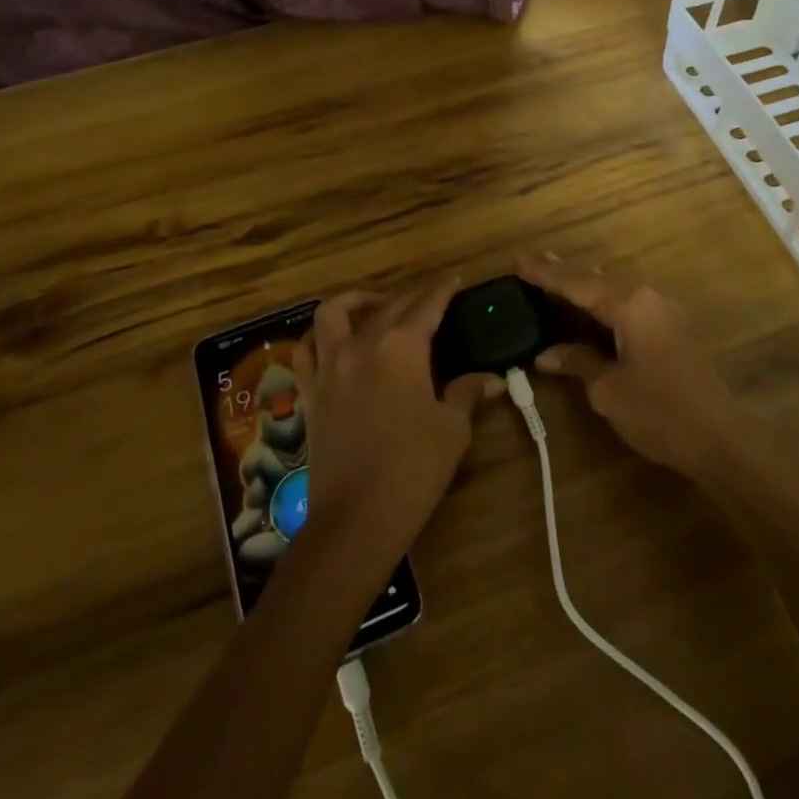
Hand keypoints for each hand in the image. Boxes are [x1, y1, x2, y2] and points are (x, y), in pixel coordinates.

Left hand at [294, 280, 502, 562]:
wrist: (355, 520)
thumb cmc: (412, 470)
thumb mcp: (452, 429)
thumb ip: (467, 393)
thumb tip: (492, 379)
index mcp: (400, 348)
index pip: (426, 306)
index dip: (442, 290)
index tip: (454, 279)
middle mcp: (361, 345)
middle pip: (387, 306)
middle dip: (412, 296)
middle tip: (431, 297)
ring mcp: (329, 367)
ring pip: (333, 313)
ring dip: (356, 302)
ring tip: (375, 307)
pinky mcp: (311, 392)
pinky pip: (307, 350)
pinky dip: (319, 337)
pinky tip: (334, 343)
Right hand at [518, 254, 744, 482]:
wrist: (722, 439)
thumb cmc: (660, 413)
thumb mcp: (609, 390)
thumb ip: (578, 362)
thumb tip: (546, 354)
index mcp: (632, 305)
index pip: (579, 284)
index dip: (547, 275)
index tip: (519, 262)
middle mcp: (650, 298)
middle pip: (599, 280)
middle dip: (565, 273)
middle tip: (533, 263)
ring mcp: (666, 312)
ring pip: (616, 290)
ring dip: (585, 287)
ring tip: (556, 277)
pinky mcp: (674, 330)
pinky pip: (630, 305)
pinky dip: (604, 303)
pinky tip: (591, 307)